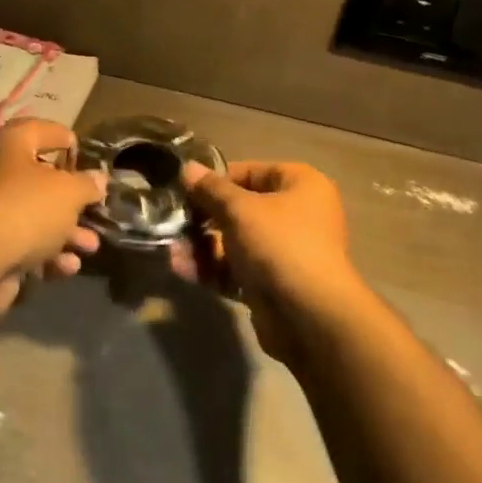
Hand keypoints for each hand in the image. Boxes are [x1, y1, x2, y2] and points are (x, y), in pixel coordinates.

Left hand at [0, 119, 104, 317]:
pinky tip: (67, 266)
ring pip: (35, 216)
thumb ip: (87, 184)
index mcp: (9, 144)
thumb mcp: (69, 192)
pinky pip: (23, 243)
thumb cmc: (26, 209)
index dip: (68, 141)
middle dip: (73, 199)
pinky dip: (46, 253)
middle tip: (96, 209)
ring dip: (67, 232)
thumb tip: (97, 178)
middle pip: (41, 179)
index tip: (88, 159)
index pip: (42, 130)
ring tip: (91, 247)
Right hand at [182, 160, 365, 360]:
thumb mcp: (239, 209)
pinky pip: (236, 269)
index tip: (183, 188)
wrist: (309, 315)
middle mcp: (296, 215)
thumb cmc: (278, 244)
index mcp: (301, 185)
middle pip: (240, 209)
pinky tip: (181, 269)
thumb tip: (187, 167)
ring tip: (172, 250)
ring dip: (202, 246)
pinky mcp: (271, 284)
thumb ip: (210, 189)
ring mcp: (284, 252)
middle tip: (172, 221)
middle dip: (204, 218)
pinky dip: (211, 269)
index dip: (216, 179)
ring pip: (235, 242)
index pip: (251, 172)